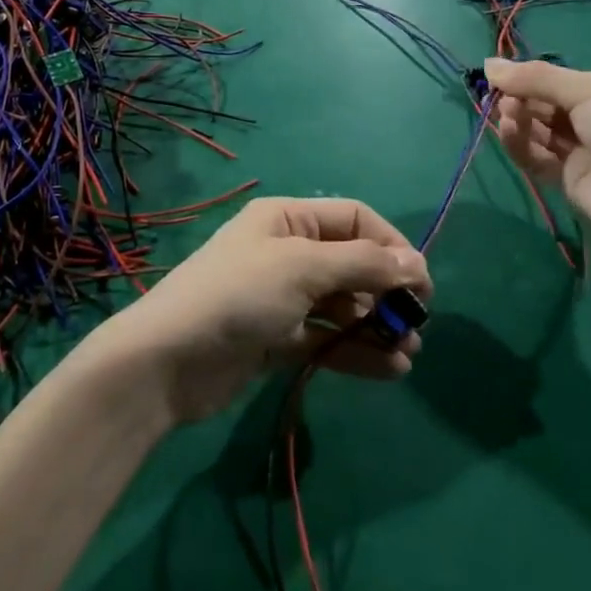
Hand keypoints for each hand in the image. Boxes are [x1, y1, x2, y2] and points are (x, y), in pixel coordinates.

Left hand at [88, 197, 429, 423]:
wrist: (169, 361)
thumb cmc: (238, 296)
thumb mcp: (302, 268)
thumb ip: (362, 265)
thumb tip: (415, 263)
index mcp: (287, 219)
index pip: (355, 220)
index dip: (392, 246)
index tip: (421, 284)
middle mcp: (287, 252)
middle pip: (351, 265)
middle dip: (386, 292)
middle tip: (415, 326)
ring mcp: (282, 298)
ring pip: (342, 306)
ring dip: (376, 327)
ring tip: (407, 353)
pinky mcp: (277, 339)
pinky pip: (327, 339)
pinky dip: (356, 351)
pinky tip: (389, 370)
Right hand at [485, 58, 590, 262]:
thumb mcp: (589, 91)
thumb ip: (537, 78)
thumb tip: (489, 64)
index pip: (561, 81)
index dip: (530, 78)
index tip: (499, 76)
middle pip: (546, 105)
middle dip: (521, 99)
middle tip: (502, 97)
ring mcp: (582, 151)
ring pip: (539, 131)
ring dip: (519, 120)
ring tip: (506, 116)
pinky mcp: (568, 180)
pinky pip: (537, 158)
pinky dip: (521, 145)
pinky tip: (510, 133)